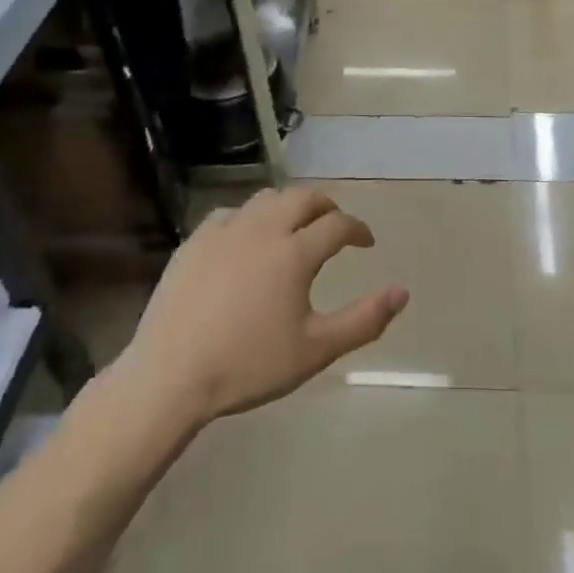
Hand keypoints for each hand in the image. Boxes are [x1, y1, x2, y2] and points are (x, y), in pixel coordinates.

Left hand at [121, 187, 408, 424]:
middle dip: (326, 206)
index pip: (338, 225)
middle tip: (334, 224)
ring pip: (267, 198)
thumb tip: (402, 292)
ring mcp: (226, 229)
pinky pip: (232, 213)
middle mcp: (263, 228)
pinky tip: (247, 239)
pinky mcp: (195, 239)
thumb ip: (364, 320)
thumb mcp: (315, 350)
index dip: (358, 229)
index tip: (365, 242)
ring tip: (294, 226)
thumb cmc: (248, 365)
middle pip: (303, 198)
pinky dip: (250, 218)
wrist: (171, 374)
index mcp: (295, 252)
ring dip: (289, 206)